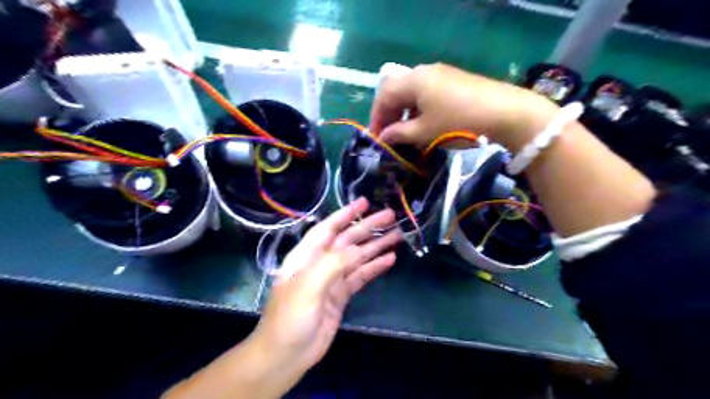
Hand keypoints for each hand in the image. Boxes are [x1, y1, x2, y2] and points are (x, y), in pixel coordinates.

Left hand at [253, 198, 401, 378]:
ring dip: (376, 246)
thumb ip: (332, 264)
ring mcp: (332, 280)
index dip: (345, 214)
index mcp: (306, 256)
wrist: (285, 355)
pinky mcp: (341, 295)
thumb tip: (358, 249)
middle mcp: (320, 263)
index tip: (364, 202)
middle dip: (368, 227)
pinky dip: (374, 267)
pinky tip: (389, 260)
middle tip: (391, 216)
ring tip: (397, 235)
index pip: (328, 228)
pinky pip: (360, 277)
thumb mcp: (307, 286)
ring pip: (357, 257)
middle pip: (348, 240)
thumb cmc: (290, 317)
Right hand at [369, 64, 557, 151]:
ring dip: (404, 114)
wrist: (505, 113)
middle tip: (389, 137)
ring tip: (406, 135)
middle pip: (397, 92)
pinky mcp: (454, 81)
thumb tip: (384, 137)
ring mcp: (441, 74)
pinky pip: (427, 94)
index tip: (376, 139)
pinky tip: (425, 125)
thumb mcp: (424, 132)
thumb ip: (399, 133)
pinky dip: (419, 110)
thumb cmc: (457, 123)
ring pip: (412, 93)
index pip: (384, 96)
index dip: (377, 118)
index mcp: (413, 81)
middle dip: (389, 115)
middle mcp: (424, 72)